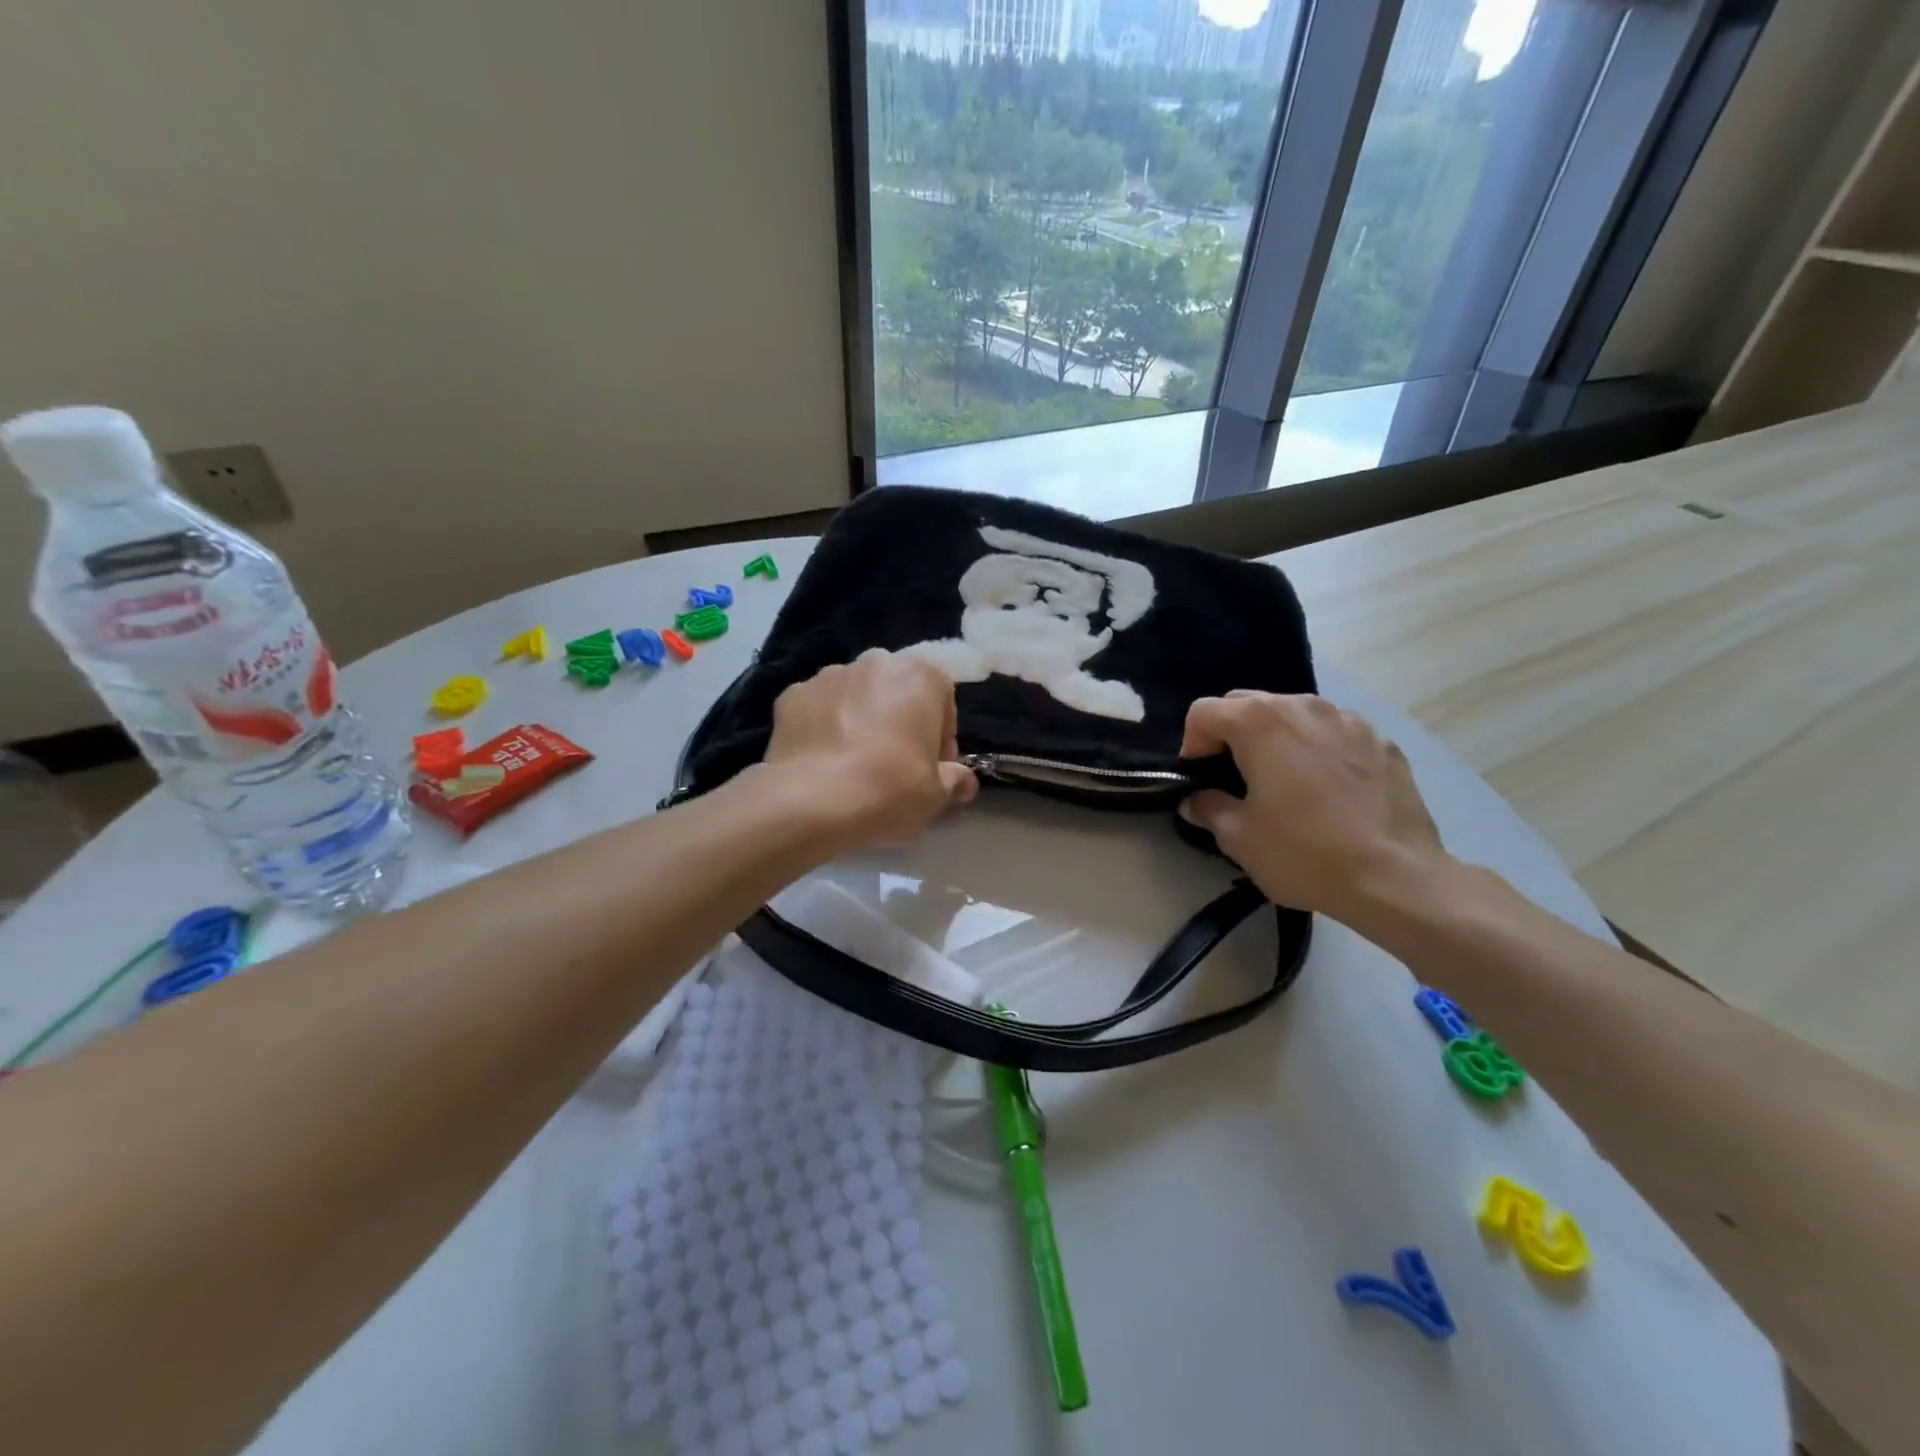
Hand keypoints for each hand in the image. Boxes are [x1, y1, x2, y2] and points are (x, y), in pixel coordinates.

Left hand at [762, 649, 977, 849]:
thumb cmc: (890, 789)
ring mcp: (828, 675)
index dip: (941, 735)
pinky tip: (822, 761)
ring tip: (854, 763)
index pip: (942, 698)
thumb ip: (954, 781)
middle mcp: (875, 663)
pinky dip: (823, 727)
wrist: (812, 801)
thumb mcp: (935, 795)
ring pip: (855, 695)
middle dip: (900, 720)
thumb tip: (965, 782)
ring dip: (861, 719)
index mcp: (920, 676)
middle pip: (897, 691)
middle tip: (896, 764)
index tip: (933, 766)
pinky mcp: (791, 694)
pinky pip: (818, 708)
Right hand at [1178, 693, 1448, 924]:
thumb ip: (1208, 808)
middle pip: (1248, 703)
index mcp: (1260, 722)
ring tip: (1285, 782)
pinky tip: (1329, 791)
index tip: (1201, 779)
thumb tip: (1195, 800)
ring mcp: (1349, 720)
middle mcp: (1303, 706)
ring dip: (1278, 738)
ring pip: (1295, 714)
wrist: (1397, 879)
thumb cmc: (1304, 853)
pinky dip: (1320, 750)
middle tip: (1236, 778)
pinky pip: (1335, 733)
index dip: (1192, 744)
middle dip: (1232, 734)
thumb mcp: (1238, 838)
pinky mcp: (1383, 741)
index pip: (1204, 712)